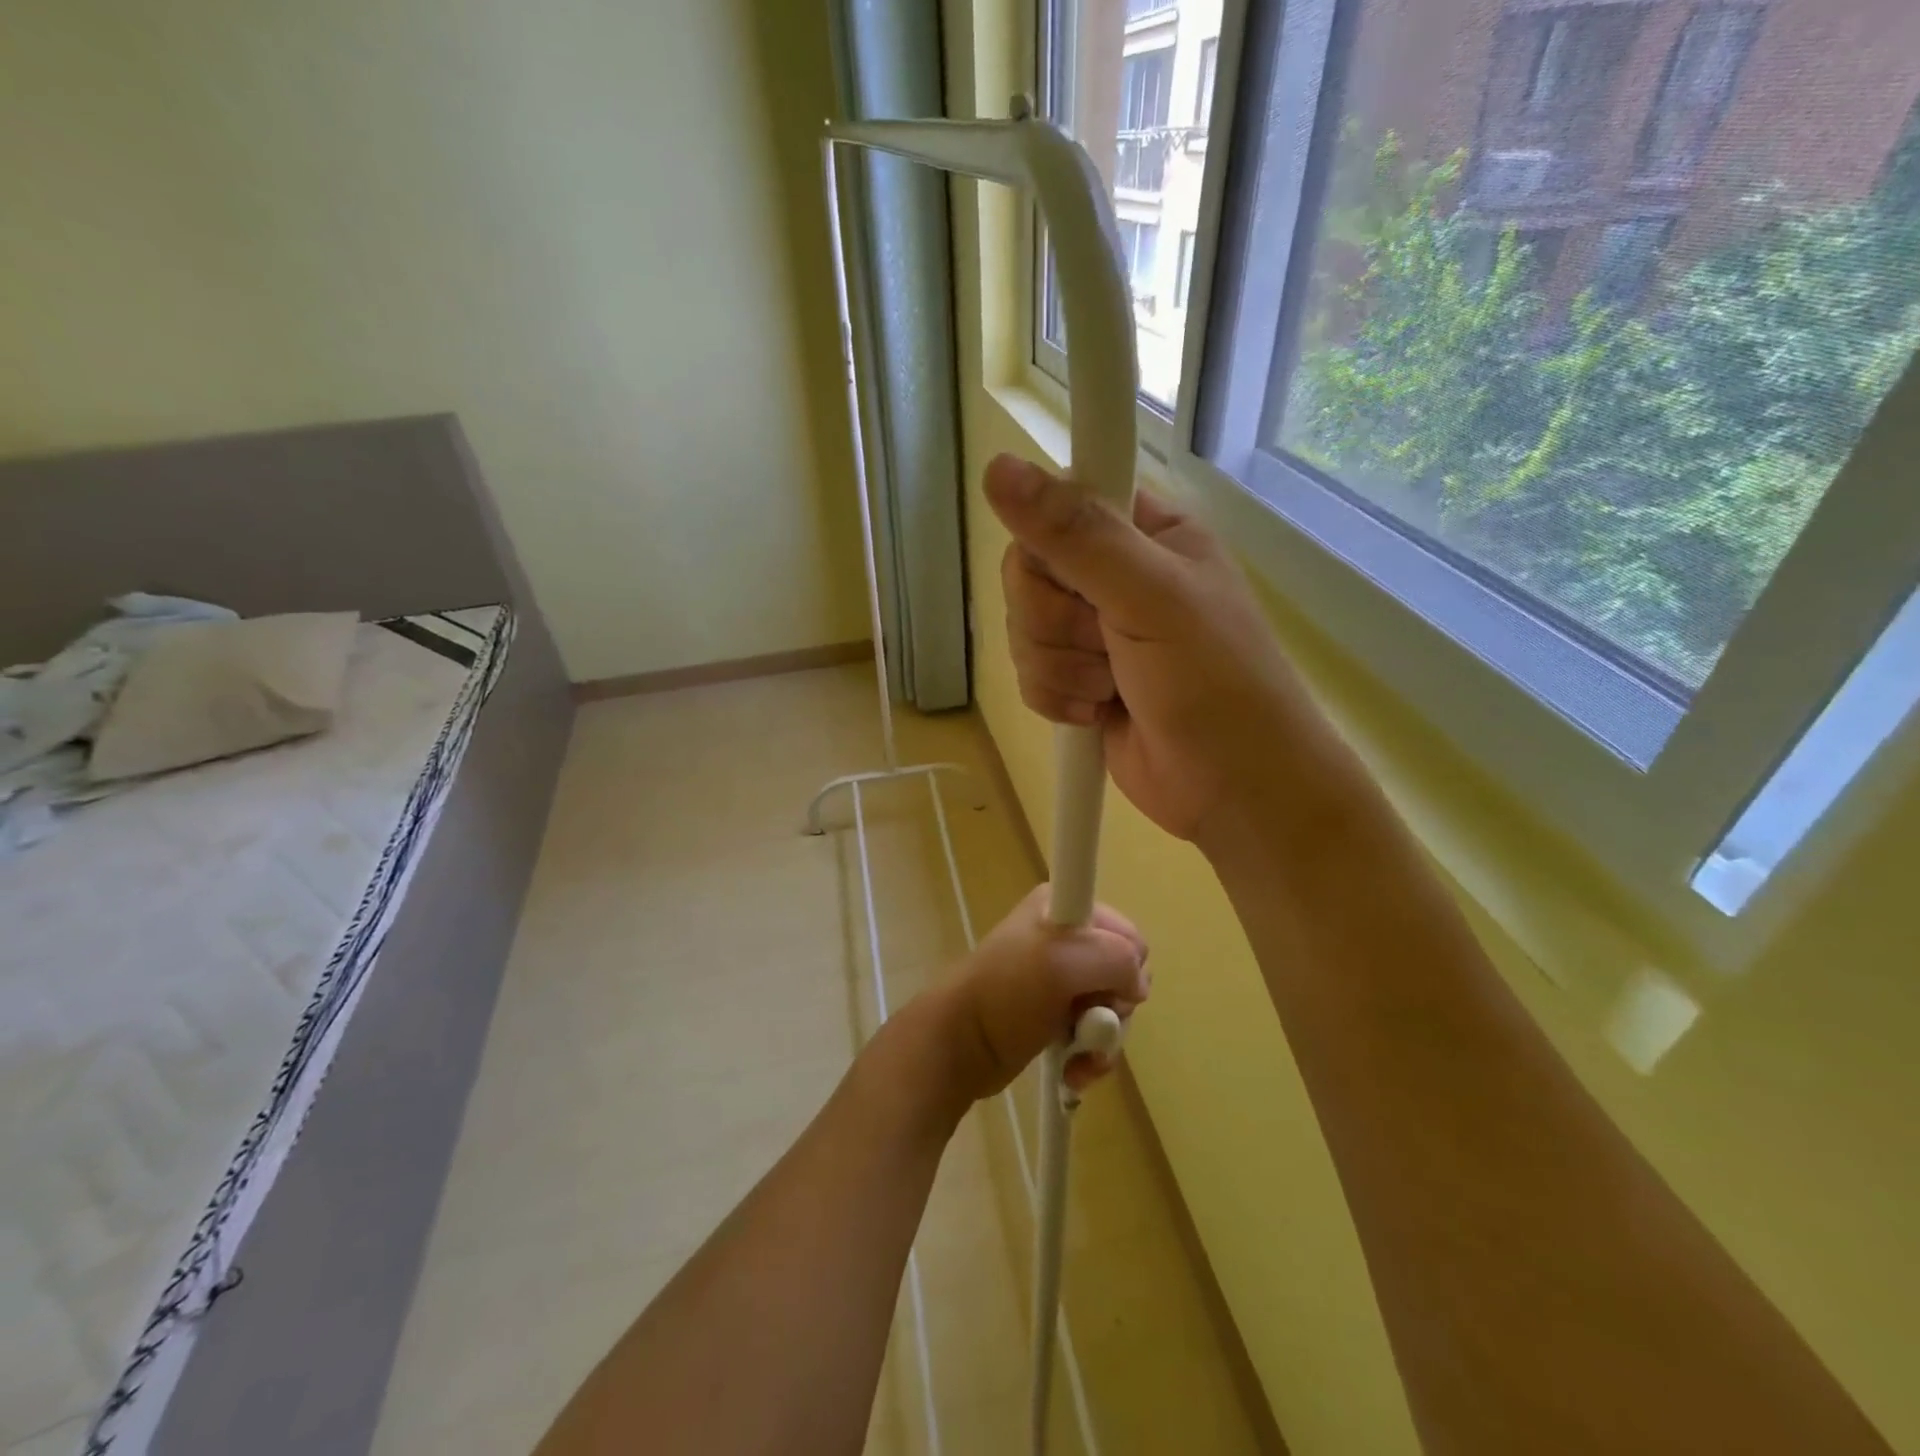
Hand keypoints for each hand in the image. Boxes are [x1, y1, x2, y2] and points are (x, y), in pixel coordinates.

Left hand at [938, 885, 1148, 1101]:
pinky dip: (1091, 1056)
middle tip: (1088, 1022)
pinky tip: (1075, 1071)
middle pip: (1124, 974)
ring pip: (1113, 1008)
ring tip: (1080, 1058)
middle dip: (1115, 1007)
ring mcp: (1060, 979)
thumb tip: (1137, 984)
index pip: (1125, 931)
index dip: (1126, 964)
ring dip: (1103, 1040)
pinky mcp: (1055, 1015)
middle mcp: (1063, 937)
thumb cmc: (1006, 994)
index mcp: (1063, 907)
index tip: (1108, 987)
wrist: (959, 1045)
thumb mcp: (1061, 961)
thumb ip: (1115, 958)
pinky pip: (1094, 1034)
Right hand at [986, 453, 1355, 851]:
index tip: (1076, 581)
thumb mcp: (1151, 597)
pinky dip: (1057, 699)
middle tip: (1109, 645)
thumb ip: (1076, 535)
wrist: (1232, 788)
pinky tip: (1098, 713)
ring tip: (1113, 688)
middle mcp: (1113, 574)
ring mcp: (1092, 632)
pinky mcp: (1075, 681)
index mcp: (1144, 532)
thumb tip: (997, 467)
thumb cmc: (1214, 682)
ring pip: (1022, 629)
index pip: (1058, 506)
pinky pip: (1027, 674)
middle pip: (1027, 575)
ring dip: (1062, 669)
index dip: (1050, 545)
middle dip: (1058, 624)